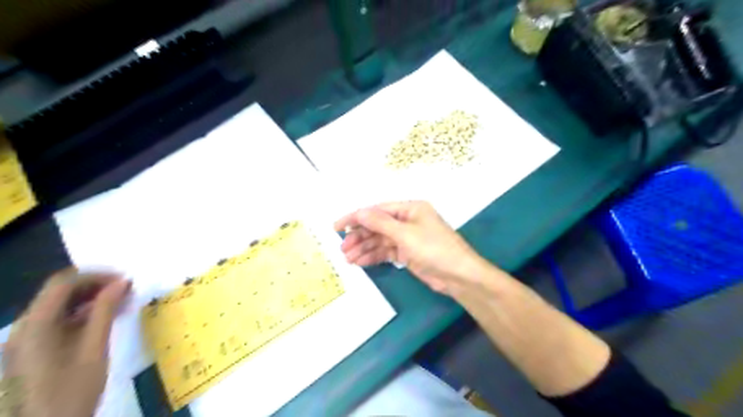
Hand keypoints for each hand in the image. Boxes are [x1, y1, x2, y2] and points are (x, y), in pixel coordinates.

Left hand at [2, 269, 129, 414]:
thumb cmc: (72, 390)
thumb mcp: (94, 348)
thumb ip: (105, 311)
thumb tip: (121, 282)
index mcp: (34, 326)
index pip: (62, 284)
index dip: (96, 275)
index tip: (126, 280)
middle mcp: (24, 328)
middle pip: (59, 292)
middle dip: (96, 285)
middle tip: (128, 290)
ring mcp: (26, 340)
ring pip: (60, 306)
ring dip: (92, 299)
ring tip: (122, 302)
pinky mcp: (33, 350)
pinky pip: (59, 321)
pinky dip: (84, 314)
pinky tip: (106, 318)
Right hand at [335, 200, 487, 293]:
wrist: (459, 276)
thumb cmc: (434, 248)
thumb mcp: (405, 234)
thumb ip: (380, 223)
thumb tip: (359, 212)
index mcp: (409, 208)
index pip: (377, 210)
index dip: (356, 217)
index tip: (337, 227)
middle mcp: (407, 220)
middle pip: (377, 226)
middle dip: (359, 237)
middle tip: (343, 249)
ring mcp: (407, 238)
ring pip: (380, 240)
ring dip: (364, 248)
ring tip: (348, 259)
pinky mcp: (407, 253)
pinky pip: (386, 252)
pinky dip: (374, 257)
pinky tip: (360, 263)